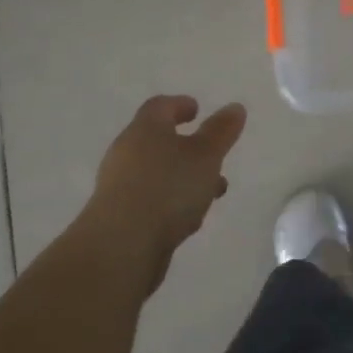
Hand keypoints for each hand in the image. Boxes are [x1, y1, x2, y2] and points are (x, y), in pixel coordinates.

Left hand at [83, 95, 245, 293]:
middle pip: (157, 140)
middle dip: (187, 147)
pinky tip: (188, 218)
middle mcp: (126, 152)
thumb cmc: (168, 188)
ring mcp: (118, 186)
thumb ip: (221, 131)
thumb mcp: (206, 156)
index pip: (160, 106)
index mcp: (145, 129)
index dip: (179, 105)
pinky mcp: (117, 217)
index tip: (197, 110)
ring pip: (157, 173)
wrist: (120, 247)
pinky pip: (149, 199)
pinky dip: (170, 200)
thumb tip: (235, 107)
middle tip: (212, 155)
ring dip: (183, 177)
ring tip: (212, 192)